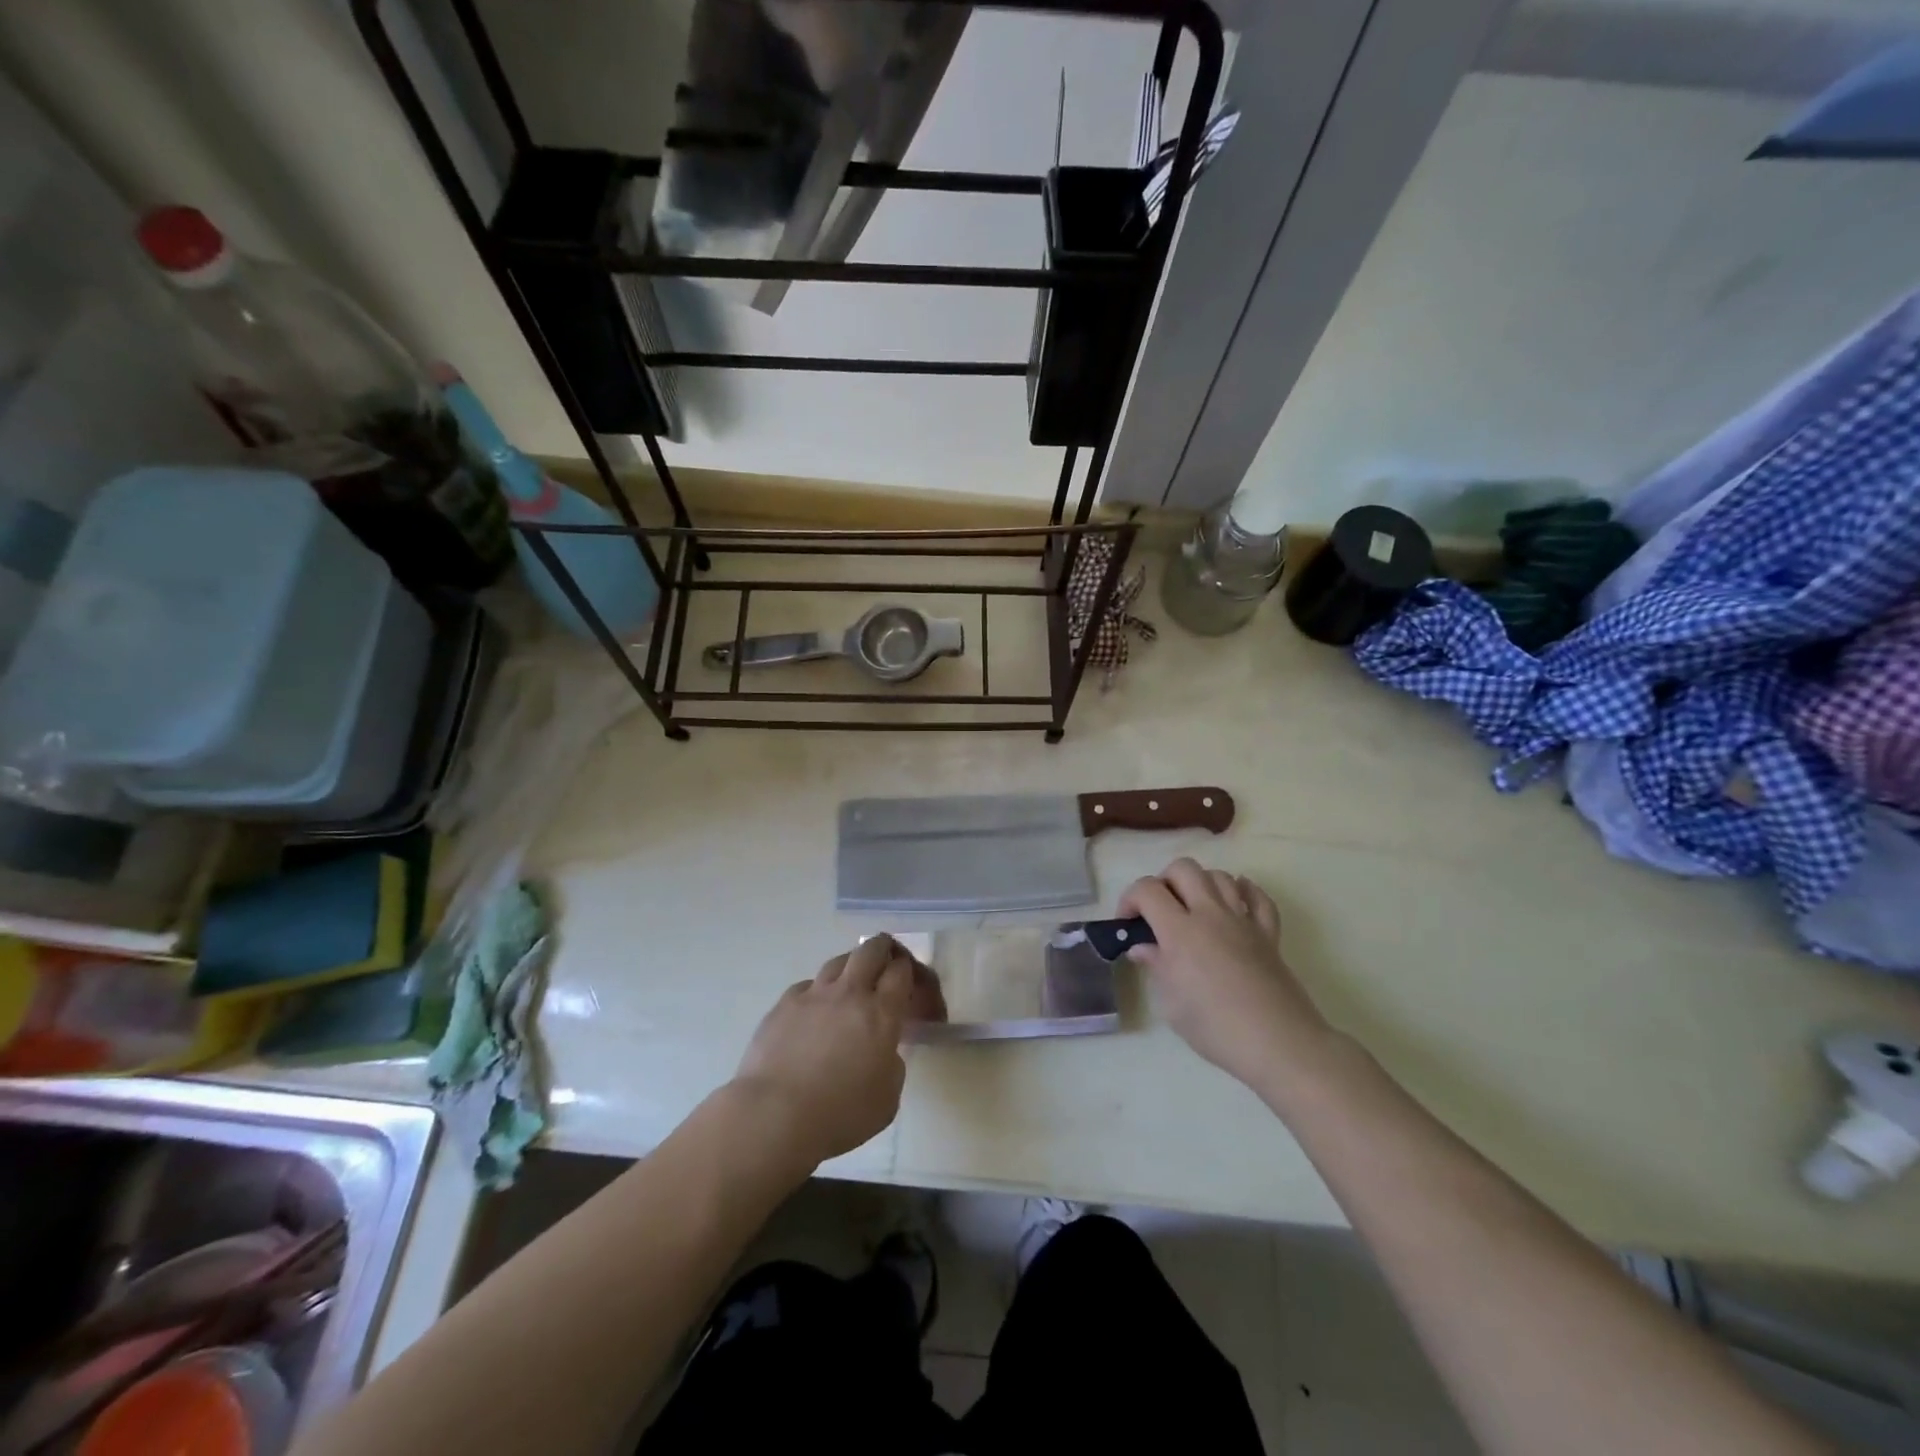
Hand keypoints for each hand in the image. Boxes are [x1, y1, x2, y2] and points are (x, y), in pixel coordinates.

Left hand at [731, 935, 915, 1166]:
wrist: (774, 1115)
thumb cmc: (840, 1114)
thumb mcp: (887, 1098)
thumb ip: (891, 1065)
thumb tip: (882, 1052)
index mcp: (881, 1013)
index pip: (901, 971)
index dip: (908, 970)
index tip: (908, 981)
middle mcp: (849, 993)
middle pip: (871, 950)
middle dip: (883, 949)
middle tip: (886, 962)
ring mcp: (814, 995)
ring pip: (838, 961)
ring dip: (851, 966)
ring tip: (851, 982)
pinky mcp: (784, 1004)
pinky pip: (807, 986)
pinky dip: (818, 992)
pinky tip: (815, 1011)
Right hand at [1119, 858, 1334, 1089]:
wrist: (1280, 1044)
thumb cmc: (1216, 1029)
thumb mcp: (1172, 1005)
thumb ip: (1156, 967)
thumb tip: (1143, 947)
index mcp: (1180, 931)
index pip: (1147, 890)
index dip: (1129, 899)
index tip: (1127, 923)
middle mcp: (1210, 914)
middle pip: (1184, 869)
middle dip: (1163, 881)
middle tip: (1159, 911)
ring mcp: (1243, 920)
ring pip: (1219, 876)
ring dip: (1200, 884)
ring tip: (1193, 909)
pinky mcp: (1269, 933)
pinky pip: (1258, 897)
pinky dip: (1244, 891)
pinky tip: (1234, 902)